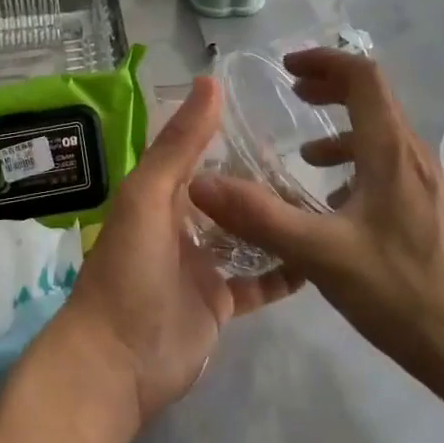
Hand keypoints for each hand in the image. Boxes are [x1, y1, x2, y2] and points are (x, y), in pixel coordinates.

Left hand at [48, 76, 301, 429]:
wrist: (118, 362)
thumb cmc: (129, 267)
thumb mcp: (149, 194)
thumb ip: (181, 143)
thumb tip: (211, 81)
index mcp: (161, 192)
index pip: (199, 151)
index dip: (230, 130)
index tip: (276, 110)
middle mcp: (183, 221)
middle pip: (228, 192)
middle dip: (261, 176)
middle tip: (314, 156)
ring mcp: (203, 263)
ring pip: (247, 233)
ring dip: (276, 219)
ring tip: (324, 196)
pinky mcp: (221, 301)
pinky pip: (259, 279)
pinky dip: (284, 269)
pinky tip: (318, 253)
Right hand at [189, 49, 443, 394]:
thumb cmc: (404, 294)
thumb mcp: (321, 255)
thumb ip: (259, 216)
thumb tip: (200, 184)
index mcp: (392, 151)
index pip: (363, 77)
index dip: (325, 61)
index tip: (286, 69)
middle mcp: (415, 157)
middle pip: (374, 100)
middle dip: (330, 90)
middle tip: (293, 96)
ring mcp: (431, 186)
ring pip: (383, 137)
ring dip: (343, 133)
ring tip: (306, 159)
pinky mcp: (436, 214)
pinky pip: (392, 169)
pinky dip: (359, 167)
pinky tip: (340, 209)